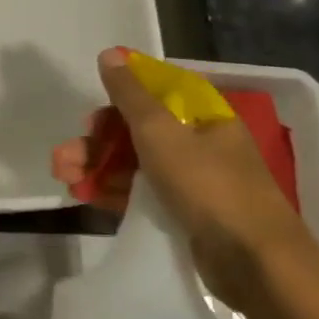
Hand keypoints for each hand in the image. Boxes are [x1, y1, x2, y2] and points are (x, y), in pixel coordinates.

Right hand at [61, 49, 317, 310]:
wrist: (256, 264)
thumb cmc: (208, 185)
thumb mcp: (160, 132)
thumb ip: (130, 94)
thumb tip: (110, 53)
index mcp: (202, 116)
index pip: (153, 93)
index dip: (116, 99)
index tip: (89, 115)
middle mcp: (199, 143)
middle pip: (136, 130)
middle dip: (95, 141)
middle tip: (63, 157)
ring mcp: (193, 180)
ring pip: (133, 163)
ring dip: (95, 166)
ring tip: (64, 178)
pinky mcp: (185, 214)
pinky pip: (141, 193)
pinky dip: (112, 191)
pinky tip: (84, 196)